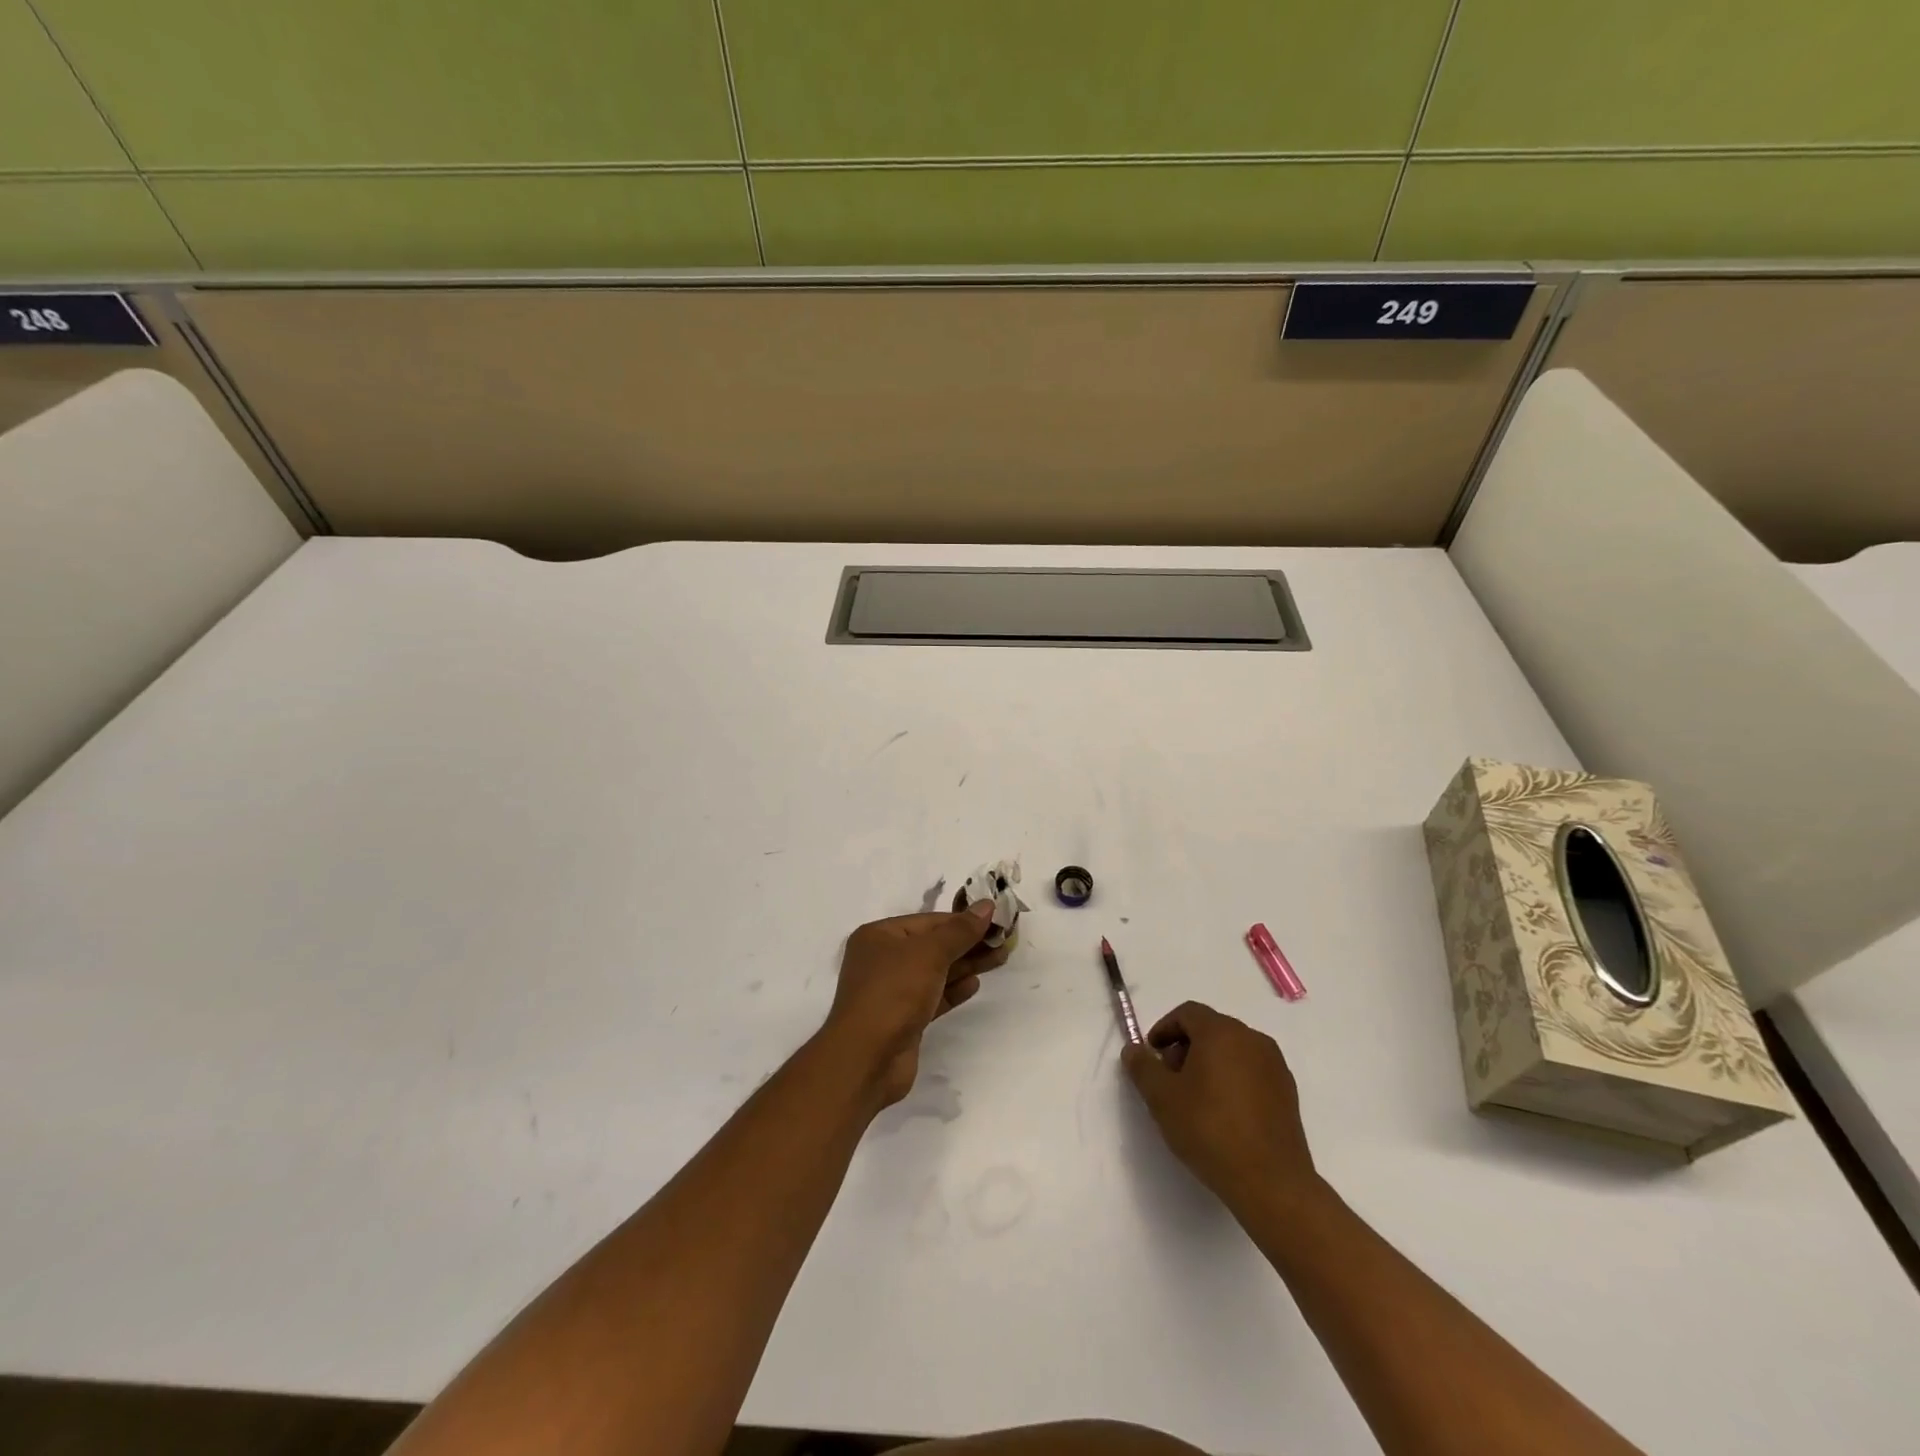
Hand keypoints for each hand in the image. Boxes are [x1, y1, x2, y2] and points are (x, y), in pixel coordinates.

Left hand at [824, 902, 1011, 1106]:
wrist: (867, 1058)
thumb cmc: (894, 992)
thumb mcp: (929, 953)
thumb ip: (960, 930)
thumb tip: (986, 905)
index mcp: (879, 936)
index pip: (928, 921)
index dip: (962, 920)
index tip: (996, 921)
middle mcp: (882, 960)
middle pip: (933, 946)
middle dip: (968, 943)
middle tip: (1004, 941)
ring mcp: (892, 991)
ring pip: (935, 972)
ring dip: (966, 965)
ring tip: (999, 958)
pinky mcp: (903, 1019)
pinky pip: (933, 997)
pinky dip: (953, 989)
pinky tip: (974, 984)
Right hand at [1122, 1001, 1318, 1211]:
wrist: (1271, 1182)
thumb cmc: (1210, 1130)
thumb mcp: (1162, 1098)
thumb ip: (1142, 1067)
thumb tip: (1133, 1050)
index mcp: (1221, 1032)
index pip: (1187, 1013)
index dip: (1164, 1028)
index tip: (1152, 1055)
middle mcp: (1252, 1039)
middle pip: (1211, 1029)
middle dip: (1185, 1047)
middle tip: (1170, 1079)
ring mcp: (1275, 1066)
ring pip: (1233, 1050)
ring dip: (1209, 1063)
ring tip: (1196, 1099)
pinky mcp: (1288, 1092)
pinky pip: (1252, 1072)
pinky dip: (1233, 1080)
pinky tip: (1224, 1113)